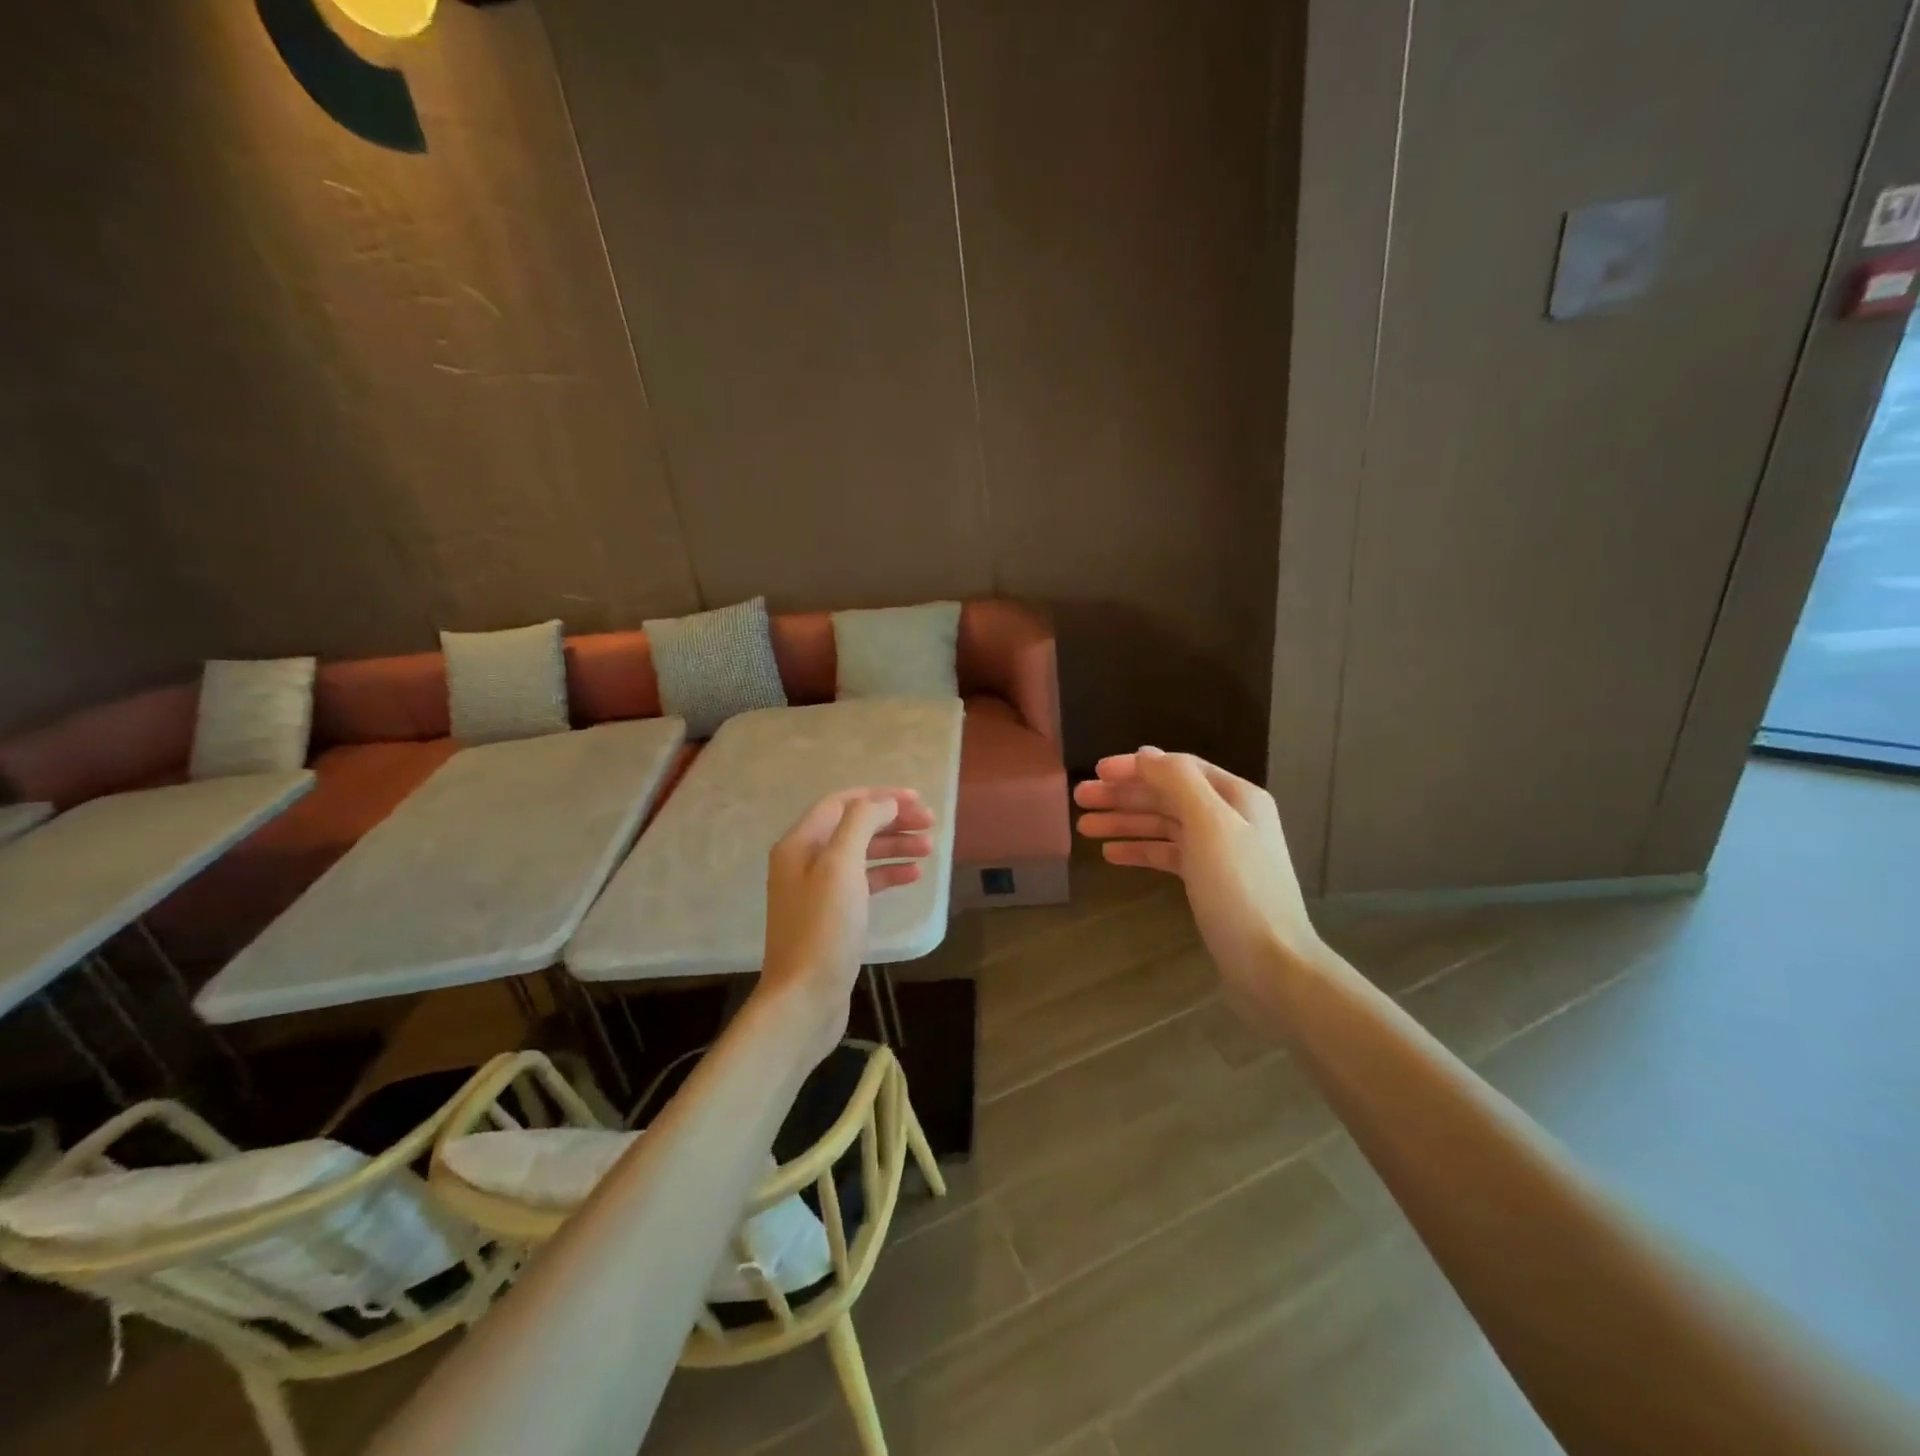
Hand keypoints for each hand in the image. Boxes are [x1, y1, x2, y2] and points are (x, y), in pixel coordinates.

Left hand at [758, 788, 934, 1058]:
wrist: (805, 998)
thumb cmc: (824, 928)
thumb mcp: (841, 866)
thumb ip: (861, 824)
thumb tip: (885, 802)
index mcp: (800, 844)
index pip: (842, 803)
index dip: (880, 797)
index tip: (918, 800)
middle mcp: (804, 861)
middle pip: (853, 827)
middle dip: (892, 821)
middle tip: (930, 824)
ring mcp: (817, 890)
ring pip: (861, 854)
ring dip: (894, 846)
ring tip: (929, 849)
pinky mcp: (832, 916)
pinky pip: (862, 883)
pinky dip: (887, 874)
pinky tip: (913, 876)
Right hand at [1075, 747, 1321, 1034]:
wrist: (1272, 965)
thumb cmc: (1239, 890)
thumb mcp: (1209, 825)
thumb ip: (1178, 783)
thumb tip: (1145, 754)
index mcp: (1236, 796)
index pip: (1177, 768)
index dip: (1135, 767)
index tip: (1095, 772)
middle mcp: (1229, 817)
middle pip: (1167, 795)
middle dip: (1123, 795)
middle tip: (1079, 799)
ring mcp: (1219, 851)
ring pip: (1163, 826)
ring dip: (1124, 822)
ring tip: (1084, 827)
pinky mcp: (1208, 881)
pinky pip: (1167, 855)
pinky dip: (1140, 850)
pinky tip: (1111, 854)